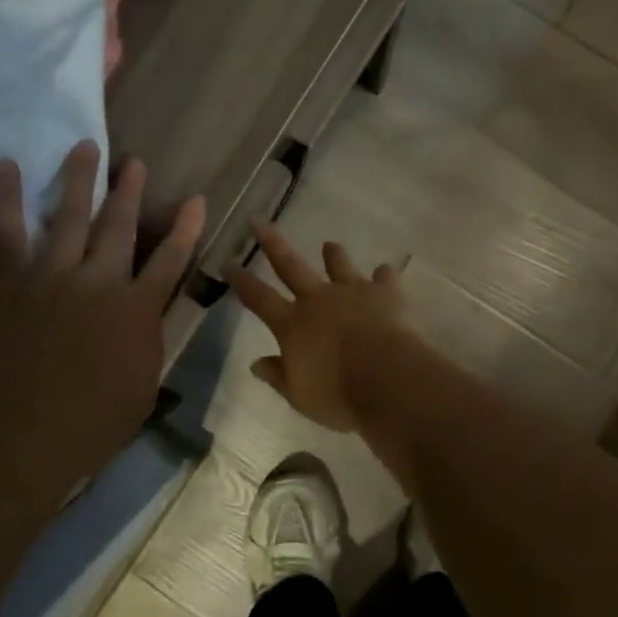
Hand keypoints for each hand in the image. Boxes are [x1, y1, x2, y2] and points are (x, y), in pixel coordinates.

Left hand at [0, 141, 203, 505]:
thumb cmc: (93, 423)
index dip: (185, 227)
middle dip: (130, 191)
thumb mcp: (144, 384)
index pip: (171, 259)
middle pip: (120, 226)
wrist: (23, 438)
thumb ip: (149, 339)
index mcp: (137, 310)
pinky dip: (5, 196)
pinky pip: (6, 230)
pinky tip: (5, 166)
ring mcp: (52, 276)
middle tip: (134, 162)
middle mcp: (100, 281)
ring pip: (70, 215)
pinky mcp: (10, 280)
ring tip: (85, 146)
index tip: (195, 199)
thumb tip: (151, 312)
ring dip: (80, 178)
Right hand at [226, 221, 413, 432]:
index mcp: (293, 325)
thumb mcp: (299, 395)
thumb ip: (278, 376)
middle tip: (259, 220)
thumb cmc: (338, 395)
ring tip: (330, 245)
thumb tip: (255, 363)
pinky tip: (385, 274)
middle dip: (272, 243)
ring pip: (339, 265)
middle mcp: (319, 300)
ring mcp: (353, 291)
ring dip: (333, 255)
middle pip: (290, 265)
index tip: (229, 262)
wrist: (388, 379)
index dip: (242, 281)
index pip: (259, 298)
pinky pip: (384, 278)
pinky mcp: (386, 293)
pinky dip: (383, 276)